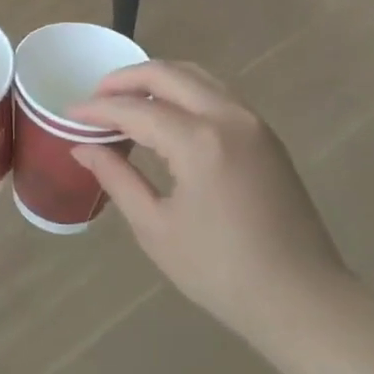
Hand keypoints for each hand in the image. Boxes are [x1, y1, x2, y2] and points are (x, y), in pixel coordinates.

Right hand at [69, 61, 357, 359]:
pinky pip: (216, 93)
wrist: (303, 299)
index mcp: (199, 141)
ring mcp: (252, 120)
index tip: (70, 114)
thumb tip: (82, 147)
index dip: (98, 109)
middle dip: (125, 80)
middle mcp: (227, 116)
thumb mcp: (157, 228)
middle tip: (95, 97)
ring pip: (195, 76)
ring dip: (157, 80)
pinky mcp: (265, 133)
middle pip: (167, 74)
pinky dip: (184, 91)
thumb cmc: (222, 272)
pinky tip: (166, 114)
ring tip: (126, 101)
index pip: (136, 109)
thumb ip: (117, 178)